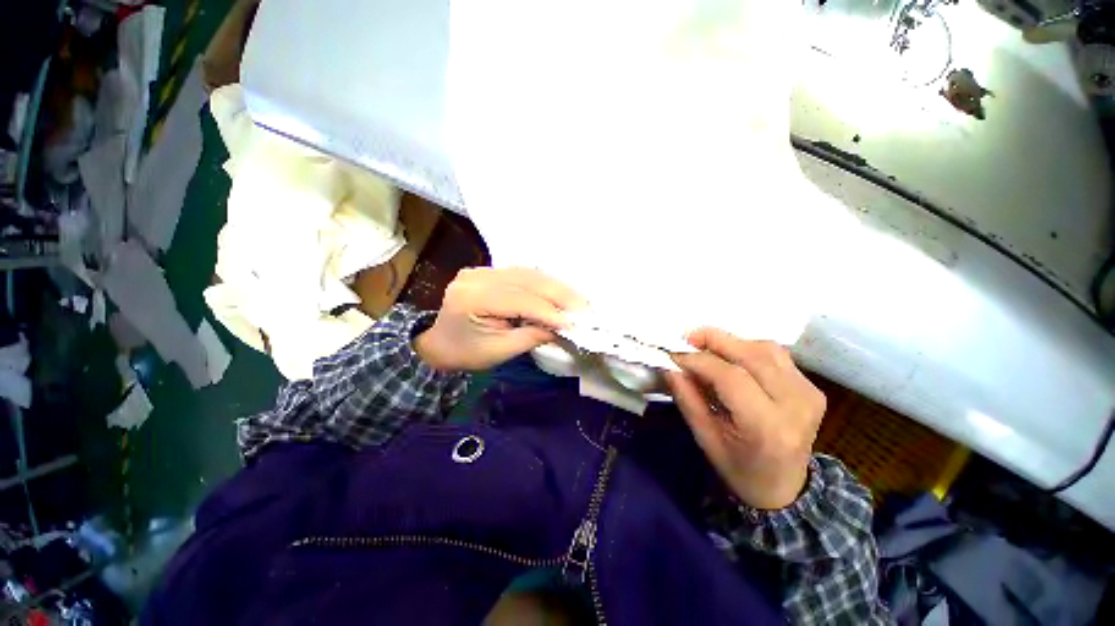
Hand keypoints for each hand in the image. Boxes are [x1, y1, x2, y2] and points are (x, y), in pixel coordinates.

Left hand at [414, 267, 585, 371]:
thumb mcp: (499, 351)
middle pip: (527, 280)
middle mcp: (477, 276)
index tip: (575, 323)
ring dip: (555, 286)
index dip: (550, 311)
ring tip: (577, 300)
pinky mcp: (488, 270)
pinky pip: (522, 273)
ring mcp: (482, 269)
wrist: (439, 343)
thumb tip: (563, 328)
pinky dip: (543, 283)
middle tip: (585, 307)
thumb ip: (532, 336)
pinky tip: (559, 292)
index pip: (520, 300)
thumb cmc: (467, 353)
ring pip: (528, 273)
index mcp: (473, 298)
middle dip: (560, 294)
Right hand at [667, 329, 825, 509]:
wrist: (785, 490)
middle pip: (752, 355)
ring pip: (766, 348)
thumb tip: (670, 365)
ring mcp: (809, 393)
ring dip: (732, 342)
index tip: (673, 354)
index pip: (730, 377)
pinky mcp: (812, 388)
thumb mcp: (705, 438)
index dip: (699, 360)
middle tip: (687, 337)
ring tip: (706, 347)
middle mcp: (796, 404)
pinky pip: (776, 355)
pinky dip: (749, 349)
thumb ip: (687, 399)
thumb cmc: (739, 469)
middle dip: (714, 340)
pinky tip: (731, 357)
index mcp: (767, 426)